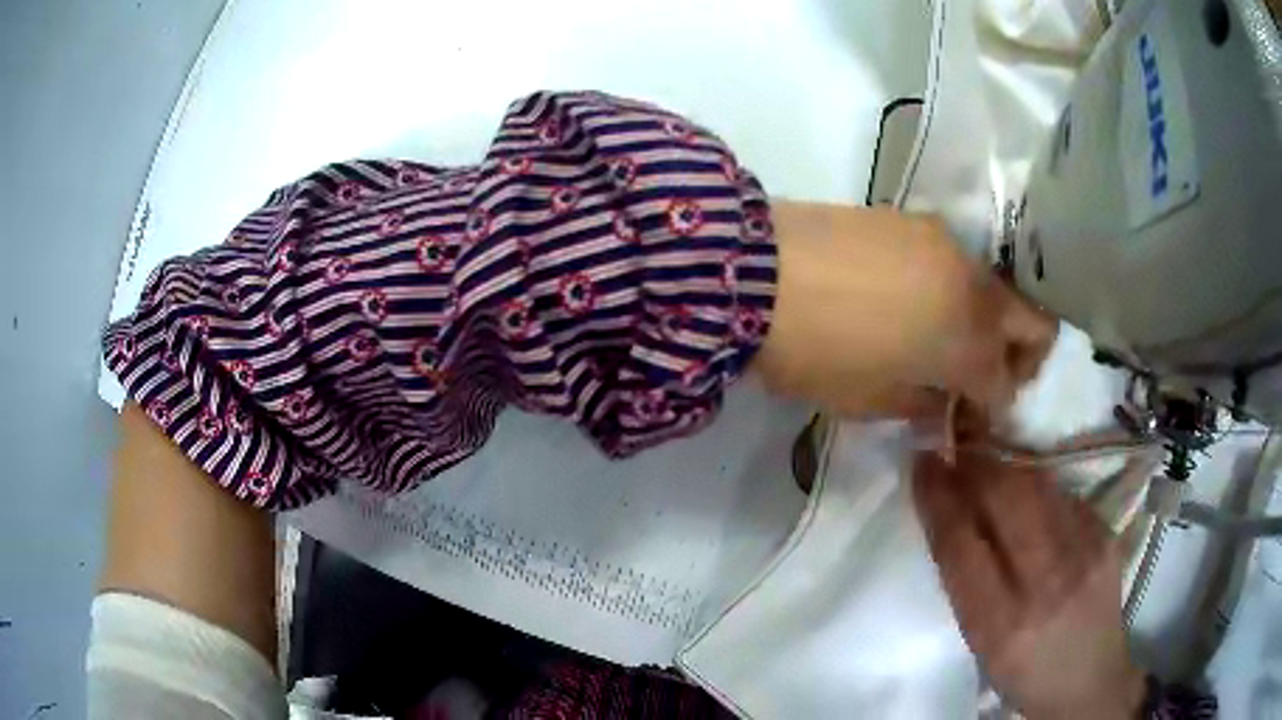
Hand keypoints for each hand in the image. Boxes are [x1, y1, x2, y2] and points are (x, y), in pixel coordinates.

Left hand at [754, 202, 1054, 417]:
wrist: (754, 269)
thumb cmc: (814, 351)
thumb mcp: (869, 400)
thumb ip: (922, 404)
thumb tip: (945, 403)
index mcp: (967, 343)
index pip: (1006, 383)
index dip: (993, 408)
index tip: (969, 417)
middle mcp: (974, 288)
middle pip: (1034, 322)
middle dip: (1022, 357)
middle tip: (983, 376)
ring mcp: (948, 246)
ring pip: (999, 289)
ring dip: (989, 320)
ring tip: (945, 338)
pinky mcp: (916, 220)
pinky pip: (960, 262)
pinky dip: (958, 288)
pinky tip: (918, 299)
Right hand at [913, 444, 1145, 719]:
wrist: (1089, 679)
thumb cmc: (1023, 671)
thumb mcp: (981, 643)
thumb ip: (967, 581)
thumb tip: (951, 511)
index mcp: (1000, 625)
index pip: (961, 545)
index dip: (938, 496)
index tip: (923, 462)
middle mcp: (1046, 584)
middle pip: (1005, 497)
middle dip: (973, 465)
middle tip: (955, 451)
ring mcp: (1084, 552)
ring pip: (1036, 484)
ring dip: (1004, 466)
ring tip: (986, 464)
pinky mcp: (1106, 533)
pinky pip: (1062, 493)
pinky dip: (1036, 485)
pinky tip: (1028, 494)